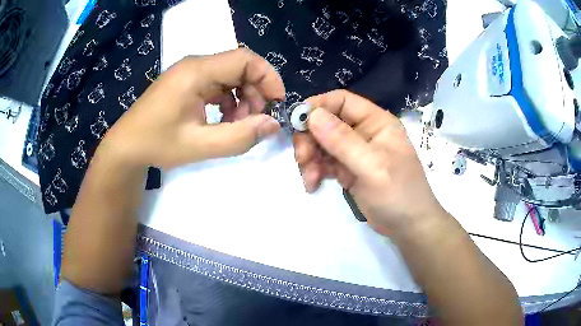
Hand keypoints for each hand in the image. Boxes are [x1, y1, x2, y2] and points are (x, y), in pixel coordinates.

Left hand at [99, 48, 284, 168]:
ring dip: (242, 98)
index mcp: (197, 72)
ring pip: (230, 75)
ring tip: (237, 124)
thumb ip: (239, 137)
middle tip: (254, 121)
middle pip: (239, 66)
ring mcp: (190, 72)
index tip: (276, 103)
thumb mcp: (199, 146)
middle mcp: (195, 65)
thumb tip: (272, 124)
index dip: (268, 77)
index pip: (245, 59)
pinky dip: (228, 100)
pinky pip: (218, 83)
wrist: (126, 146)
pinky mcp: (187, 82)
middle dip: (255, 92)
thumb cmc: (157, 144)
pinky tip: (223, 119)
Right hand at [293, 90, 446, 234]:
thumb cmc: (399, 194)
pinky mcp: (348, 169)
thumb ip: (343, 141)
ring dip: (310, 158)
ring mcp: (354, 151)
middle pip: (326, 122)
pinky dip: (315, 171)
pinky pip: (324, 162)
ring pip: (322, 143)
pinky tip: (313, 184)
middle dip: (310, 139)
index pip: (342, 101)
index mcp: (376, 121)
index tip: (297, 124)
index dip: (317, 106)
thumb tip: (312, 115)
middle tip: (303, 159)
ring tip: (310, 179)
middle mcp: (363, 132)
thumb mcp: (372, 166)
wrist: (408, 226)